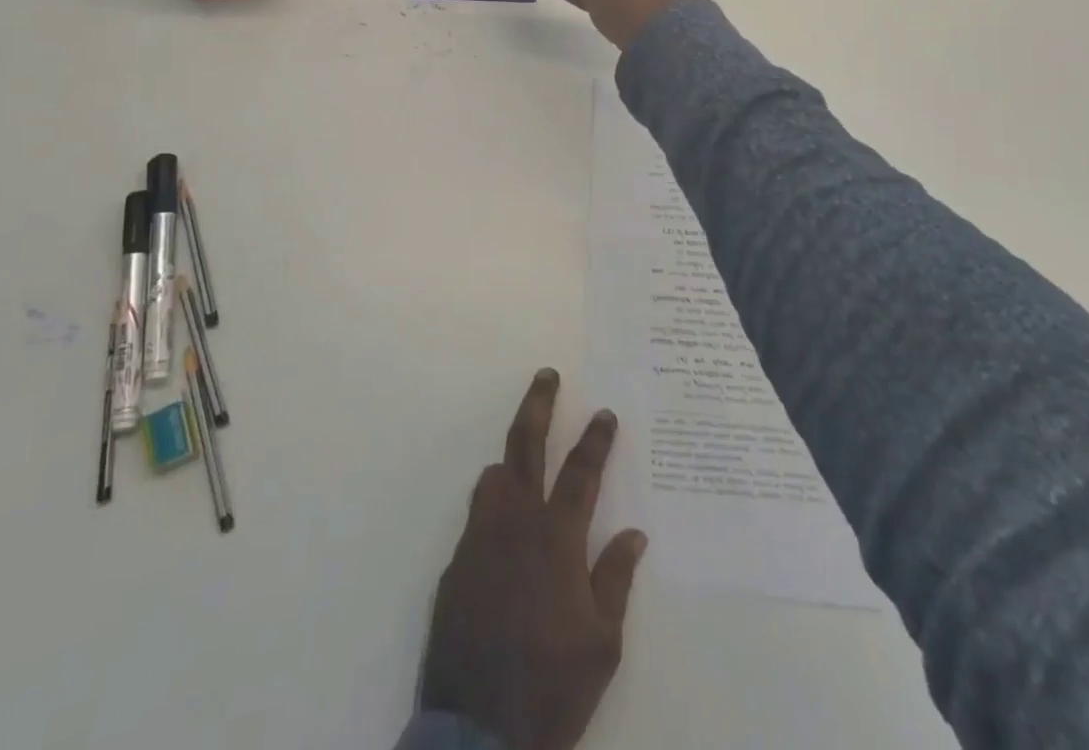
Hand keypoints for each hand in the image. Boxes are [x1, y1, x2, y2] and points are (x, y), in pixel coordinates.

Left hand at [420, 369, 646, 749]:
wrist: (479, 733)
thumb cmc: (552, 687)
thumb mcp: (602, 643)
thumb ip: (615, 579)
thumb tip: (634, 533)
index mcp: (556, 538)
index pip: (581, 472)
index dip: (596, 439)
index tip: (605, 412)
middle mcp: (514, 523)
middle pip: (524, 445)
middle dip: (539, 404)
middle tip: (546, 375)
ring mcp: (479, 539)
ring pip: (492, 477)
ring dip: (510, 463)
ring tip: (523, 464)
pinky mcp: (454, 564)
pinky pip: (476, 519)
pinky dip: (493, 511)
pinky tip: (503, 535)